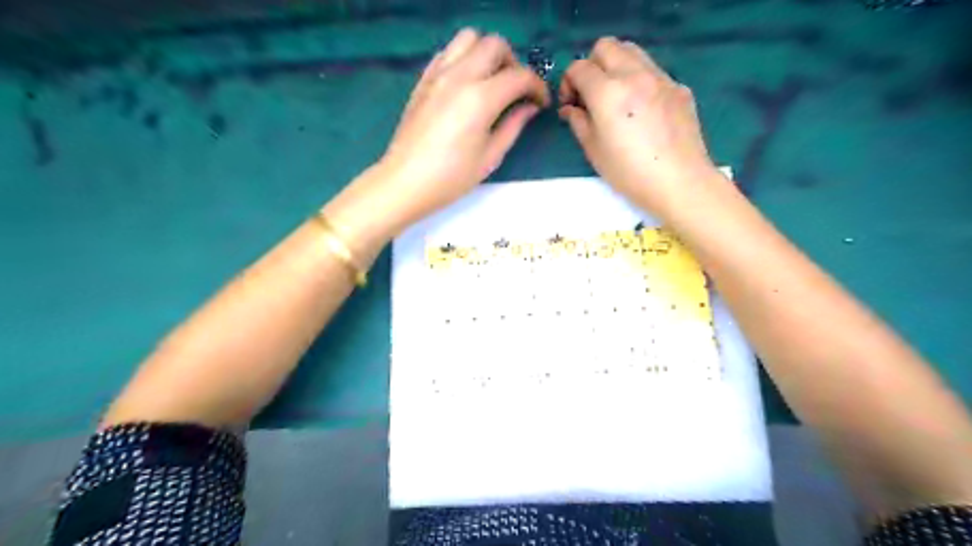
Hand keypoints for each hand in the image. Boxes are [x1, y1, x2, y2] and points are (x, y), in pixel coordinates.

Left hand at [330, 27, 549, 239]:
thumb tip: (529, 107)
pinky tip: (467, 83)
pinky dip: (464, 58)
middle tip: (517, 90)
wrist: (405, 182)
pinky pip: (447, 52)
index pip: (519, 76)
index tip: (540, 103)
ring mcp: (438, 74)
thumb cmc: (451, 177)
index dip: (537, 87)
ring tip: (492, 80)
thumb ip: (513, 125)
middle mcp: (460, 76)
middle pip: (495, 45)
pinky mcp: (424, 80)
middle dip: (514, 63)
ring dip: (487, 53)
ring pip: (469, 38)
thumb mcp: (490, 157)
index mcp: (481, 98)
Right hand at [558, 35, 715, 213]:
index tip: (571, 104)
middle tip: (591, 95)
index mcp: (607, 92)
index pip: (579, 68)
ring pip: (632, 51)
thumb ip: (578, 122)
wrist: (679, 182)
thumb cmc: (629, 172)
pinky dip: (639, 80)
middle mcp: (634, 75)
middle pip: (606, 47)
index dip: (569, 83)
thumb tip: (571, 109)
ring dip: (616, 66)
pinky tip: (642, 110)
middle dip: (592, 66)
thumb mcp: (594, 151)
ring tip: (615, 97)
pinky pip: (653, 71)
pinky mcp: (679, 88)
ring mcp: (660, 78)